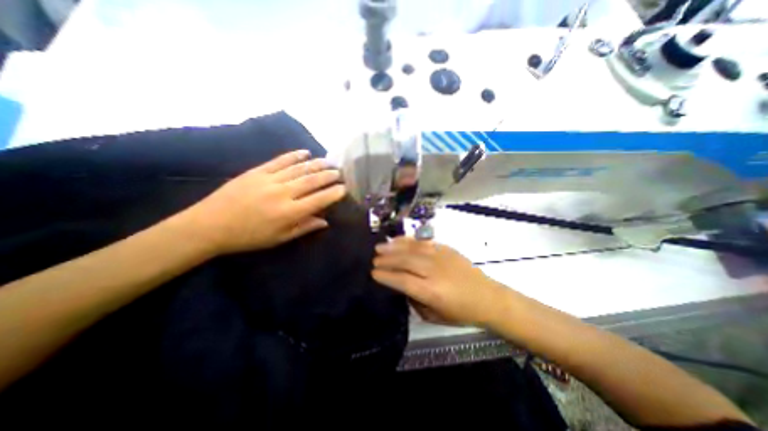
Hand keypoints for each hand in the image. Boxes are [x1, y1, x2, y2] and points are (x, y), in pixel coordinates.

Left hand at [182, 149, 343, 253]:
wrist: (209, 225)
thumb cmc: (248, 237)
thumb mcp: (279, 238)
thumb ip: (304, 227)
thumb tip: (325, 221)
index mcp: (289, 212)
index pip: (319, 199)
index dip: (334, 193)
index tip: (344, 188)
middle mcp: (283, 193)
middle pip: (312, 180)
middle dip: (329, 175)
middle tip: (340, 172)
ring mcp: (269, 180)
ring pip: (299, 169)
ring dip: (317, 164)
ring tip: (329, 162)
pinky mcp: (257, 171)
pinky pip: (280, 161)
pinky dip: (294, 156)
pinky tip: (305, 152)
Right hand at [372, 235, 507, 326]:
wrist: (488, 297)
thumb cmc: (461, 312)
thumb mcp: (435, 316)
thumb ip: (415, 300)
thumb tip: (402, 286)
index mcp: (432, 291)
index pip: (402, 280)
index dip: (386, 276)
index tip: (373, 273)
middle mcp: (434, 271)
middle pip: (405, 261)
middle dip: (386, 259)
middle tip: (374, 259)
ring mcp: (441, 257)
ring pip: (412, 248)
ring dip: (394, 247)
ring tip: (380, 247)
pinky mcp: (446, 248)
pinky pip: (423, 241)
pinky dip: (409, 240)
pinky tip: (399, 240)